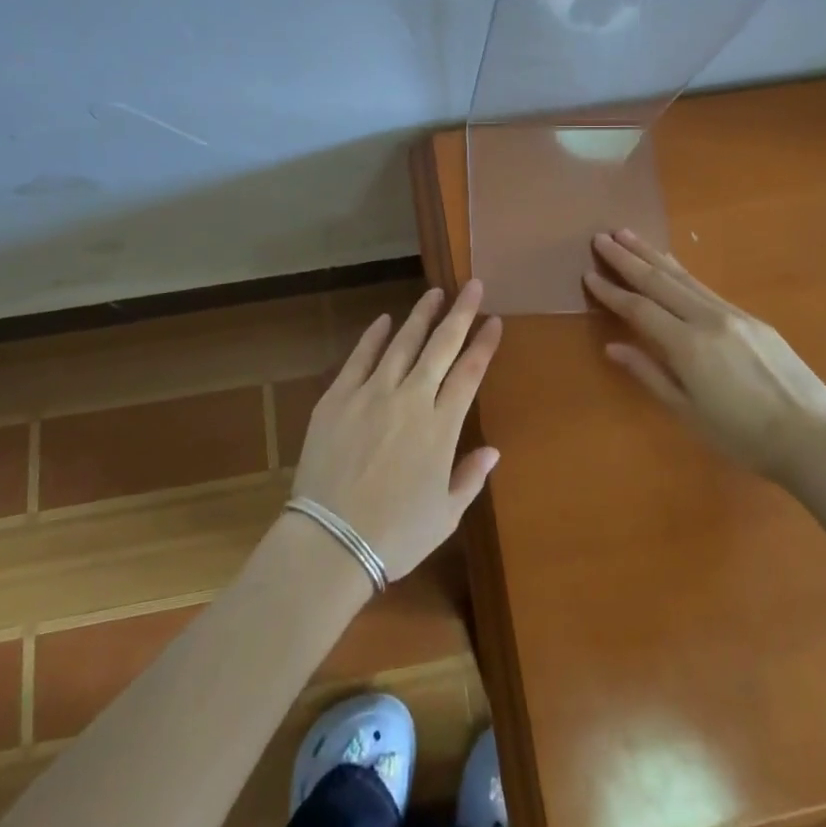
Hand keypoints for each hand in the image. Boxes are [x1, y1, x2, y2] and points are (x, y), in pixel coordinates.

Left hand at [292, 283, 502, 580]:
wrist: (330, 542)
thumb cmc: (395, 536)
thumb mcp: (445, 515)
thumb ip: (470, 477)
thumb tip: (493, 450)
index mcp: (440, 427)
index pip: (469, 373)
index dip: (484, 344)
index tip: (494, 320)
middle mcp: (411, 399)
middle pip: (441, 346)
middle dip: (460, 313)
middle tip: (473, 285)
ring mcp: (372, 393)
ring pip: (402, 343)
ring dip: (421, 315)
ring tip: (434, 293)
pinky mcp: (338, 397)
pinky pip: (360, 357)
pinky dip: (373, 336)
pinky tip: (384, 319)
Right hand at [583, 229, 825, 483]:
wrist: (814, 438)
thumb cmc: (743, 437)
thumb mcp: (689, 413)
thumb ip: (650, 374)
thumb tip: (614, 347)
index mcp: (688, 345)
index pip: (639, 309)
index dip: (612, 291)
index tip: (588, 273)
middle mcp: (708, 319)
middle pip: (660, 281)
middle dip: (628, 258)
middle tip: (601, 237)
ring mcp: (733, 314)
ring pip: (684, 277)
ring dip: (653, 255)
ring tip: (629, 235)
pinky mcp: (753, 319)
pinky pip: (706, 288)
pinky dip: (681, 272)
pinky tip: (672, 266)